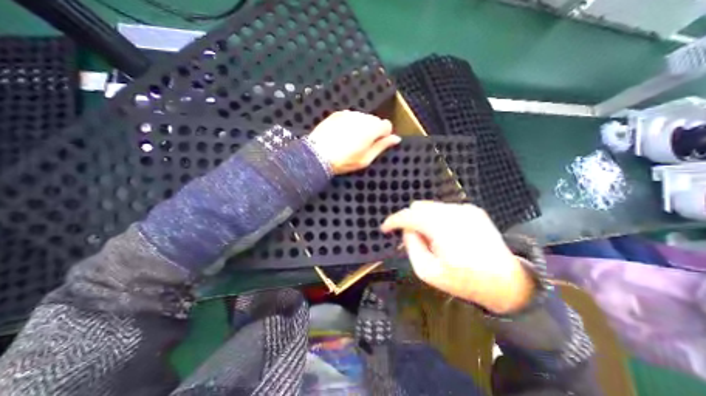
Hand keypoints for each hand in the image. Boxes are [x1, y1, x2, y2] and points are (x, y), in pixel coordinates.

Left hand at [309, 110, 401, 173]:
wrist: (317, 155)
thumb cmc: (344, 161)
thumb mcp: (366, 159)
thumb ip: (382, 146)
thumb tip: (396, 139)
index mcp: (372, 129)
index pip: (387, 125)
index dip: (384, 135)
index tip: (377, 144)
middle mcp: (362, 117)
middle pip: (375, 120)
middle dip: (373, 130)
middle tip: (362, 145)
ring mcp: (349, 113)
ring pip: (363, 118)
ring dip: (361, 126)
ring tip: (350, 140)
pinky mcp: (337, 114)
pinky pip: (350, 117)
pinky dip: (350, 124)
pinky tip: (342, 135)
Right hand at [381, 203, 534, 312]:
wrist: (507, 282)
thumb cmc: (464, 280)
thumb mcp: (428, 272)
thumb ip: (412, 246)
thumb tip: (407, 230)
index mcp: (441, 227)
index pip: (408, 215)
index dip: (393, 221)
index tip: (385, 228)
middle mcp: (453, 211)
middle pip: (418, 206)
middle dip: (410, 220)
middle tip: (414, 238)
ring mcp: (465, 208)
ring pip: (431, 206)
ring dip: (424, 219)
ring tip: (432, 238)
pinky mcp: (473, 210)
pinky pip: (444, 209)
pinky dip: (437, 218)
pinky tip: (445, 234)